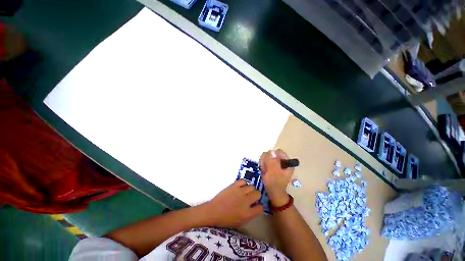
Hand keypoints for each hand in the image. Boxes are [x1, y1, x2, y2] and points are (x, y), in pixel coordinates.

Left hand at [204, 180, 262, 227]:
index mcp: (248, 214)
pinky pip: (243, 181)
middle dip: (256, 196)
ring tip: (245, 192)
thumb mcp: (240, 222)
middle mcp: (246, 201)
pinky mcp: (234, 185)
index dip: (259, 206)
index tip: (256, 205)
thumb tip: (255, 206)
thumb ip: (250, 214)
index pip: (261, 207)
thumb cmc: (226, 219)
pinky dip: (243, 183)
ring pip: (252, 186)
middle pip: (258, 194)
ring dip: (249, 190)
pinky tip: (241, 187)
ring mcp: (240, 192)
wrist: (213, 211)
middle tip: (251, 197)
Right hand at [260, 149, 293, 206]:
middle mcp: (282, 160)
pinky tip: (264, 171)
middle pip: (271, 153)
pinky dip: (263, 166)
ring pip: (266, 157)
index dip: (272, 156)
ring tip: (265, 171)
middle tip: (267, 169)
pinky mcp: (271, 165)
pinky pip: (264, 161)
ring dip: (264, 164)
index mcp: (287, 161)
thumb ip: (272, 161)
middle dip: (266, 161)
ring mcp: (276, 162)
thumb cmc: (275, 183)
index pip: (278, 152)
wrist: (272, 192)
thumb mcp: (273, 172)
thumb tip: (272, 151)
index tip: (269, 163)